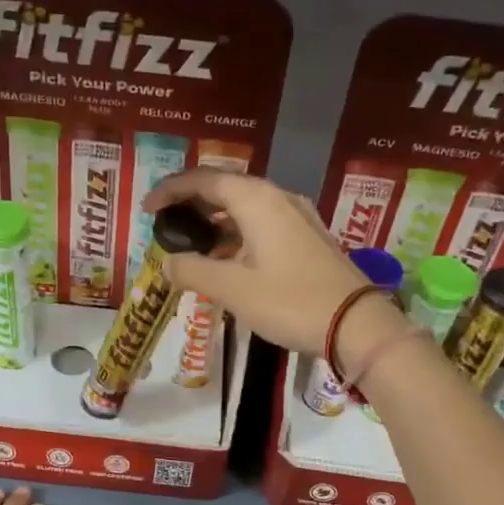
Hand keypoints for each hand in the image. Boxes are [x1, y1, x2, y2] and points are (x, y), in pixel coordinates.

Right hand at [143, 169, 369, 356]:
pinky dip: (237, 233)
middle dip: (192, 202)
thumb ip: (193, 271)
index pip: (204, 179)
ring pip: (245, 206)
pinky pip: (262, 223)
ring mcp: (297, 216)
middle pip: (225, 187)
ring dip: (215, 219)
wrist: (356, 324)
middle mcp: (277, 198)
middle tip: (166, 224)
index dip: (171, 190)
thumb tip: (167, 263)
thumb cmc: (290, 301)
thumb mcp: (233, 289)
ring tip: (191, 242)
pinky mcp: (308, 237)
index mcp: (256, 200)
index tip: (147, 209)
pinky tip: (227, 258)